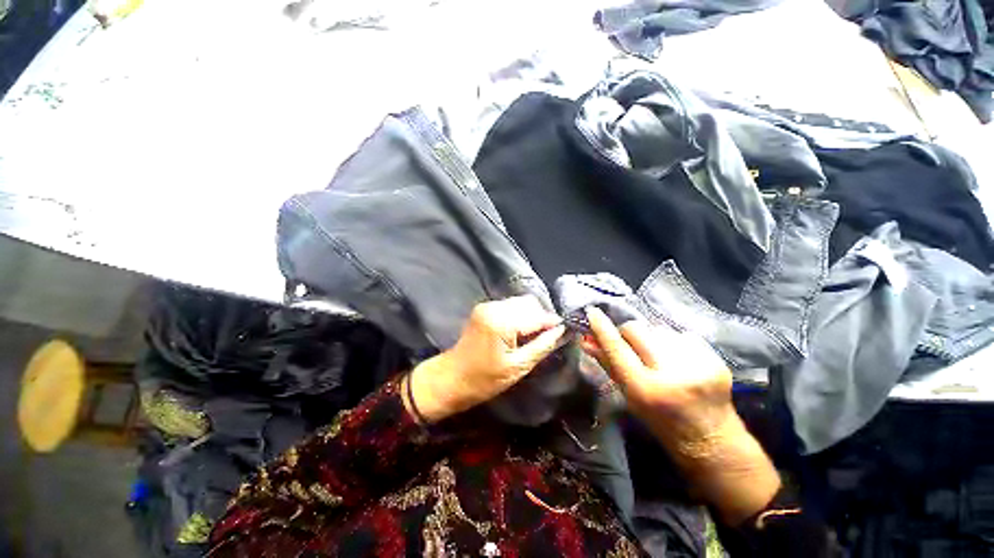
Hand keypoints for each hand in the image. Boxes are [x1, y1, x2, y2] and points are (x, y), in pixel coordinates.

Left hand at [407, 296, 565, 423]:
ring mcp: (488, 305)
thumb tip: (561, 331)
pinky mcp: (484, 308)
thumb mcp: (518, 367)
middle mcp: (494, 307)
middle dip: (541, 318)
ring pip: (520, 303)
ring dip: (530, 316)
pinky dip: (519, 316)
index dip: (552, 323)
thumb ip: (542, 345)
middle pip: (529, 303)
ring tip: (532, 336)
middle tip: (546, 337)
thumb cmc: (484, 380)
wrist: (452, 377)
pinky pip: (510, 306)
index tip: (564, 331)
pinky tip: (519, 331)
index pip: (536, 315)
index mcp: (502, 322)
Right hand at [582, 307, 779, 524]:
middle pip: (637, 329)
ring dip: (653, 339)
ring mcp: (698, 365)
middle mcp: (671, 375)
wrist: (711, 440)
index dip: (602, 328)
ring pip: (659, 329)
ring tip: (659, 357)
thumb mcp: (629, 396)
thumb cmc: (660, 421)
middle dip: (628, 333)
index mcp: (645, 389)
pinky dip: (674, 343)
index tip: (593, 311)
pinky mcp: (716, 359)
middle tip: (631, 345)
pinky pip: (682, 334)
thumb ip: (608, 364)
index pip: (617, 348)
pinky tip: (679, 360)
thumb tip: (586, 340)